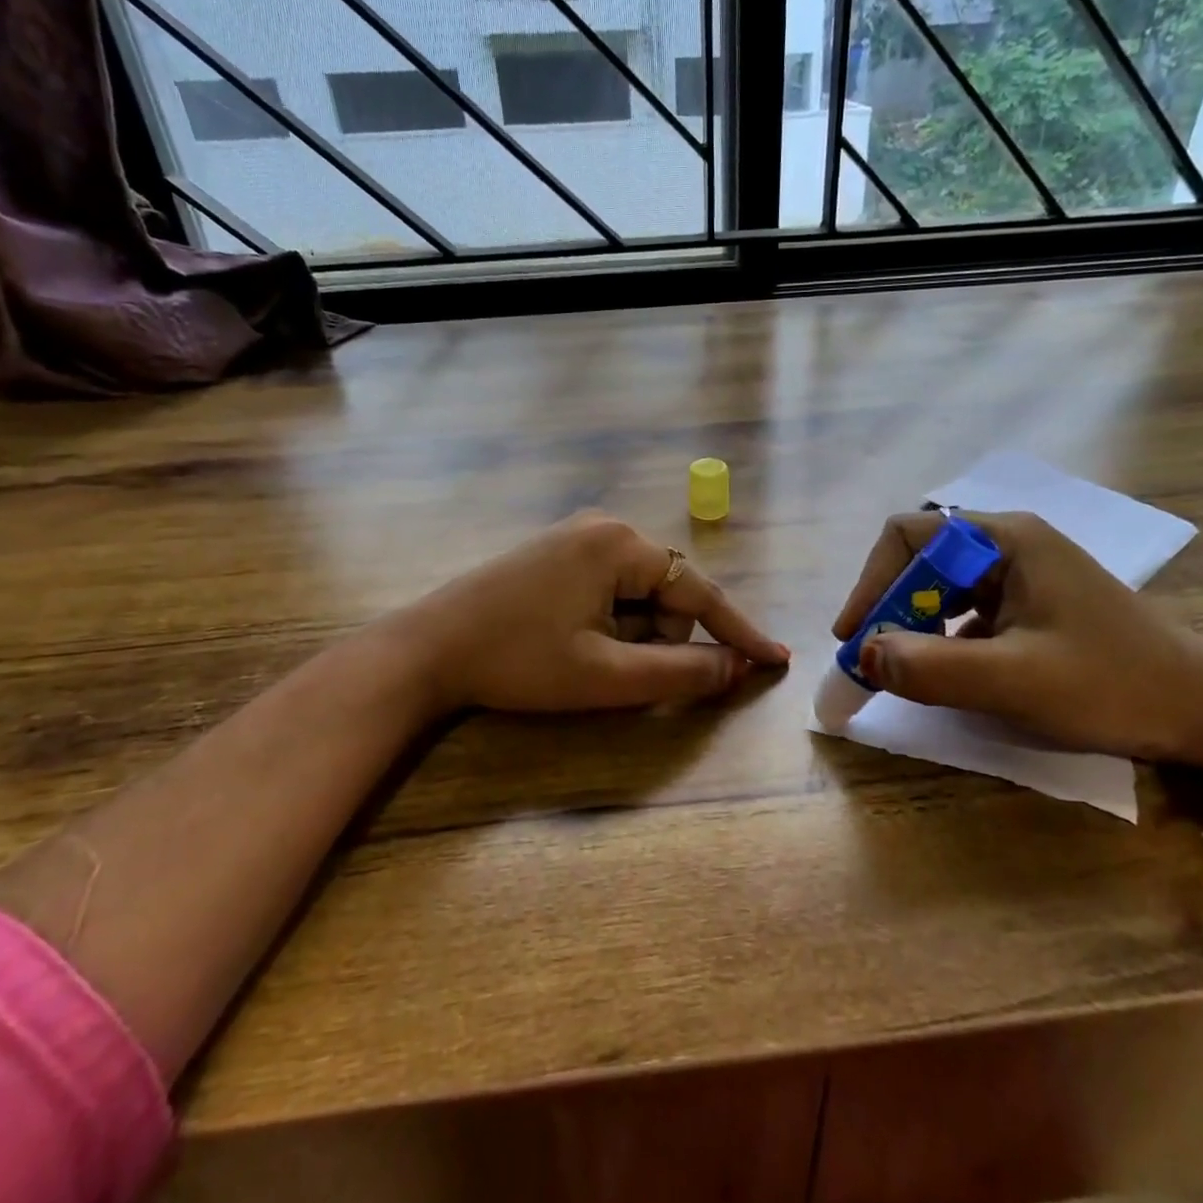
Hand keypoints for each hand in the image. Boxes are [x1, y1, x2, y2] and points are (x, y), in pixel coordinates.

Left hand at [394, 512, 790, 714]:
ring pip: (636, 594)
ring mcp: (576, 536)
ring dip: (628, 634)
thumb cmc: (520, 661)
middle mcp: (605, 527)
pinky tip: (567, 640)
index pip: (700, 591)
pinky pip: (607, 588)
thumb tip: (737, 669)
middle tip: (610, 670)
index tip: (774, 659)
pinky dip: (607, 622)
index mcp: (621, 545)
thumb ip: (680, 672)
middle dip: (656, 638)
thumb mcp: (607, 675)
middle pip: (666, 593)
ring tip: (580, 657)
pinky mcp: (555, 553)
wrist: (427, 648)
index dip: (738, 631)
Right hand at [832, 511, 1202, 769]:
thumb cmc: (1113, 685)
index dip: (871, 582)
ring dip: (913, 624)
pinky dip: (941, 638)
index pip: (908, 536)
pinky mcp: (1032, 604)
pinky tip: (947, 673)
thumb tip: (863, 656)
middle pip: (920, 558)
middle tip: (874, 658)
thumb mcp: (1015, 682)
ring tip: (903, 669)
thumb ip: (931, 668)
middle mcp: (1009, 544)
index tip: (855, 635)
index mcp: (1005, 540)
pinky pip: (966, 611)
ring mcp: (1023, 574)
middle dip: (889, 606)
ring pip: (941, 586)